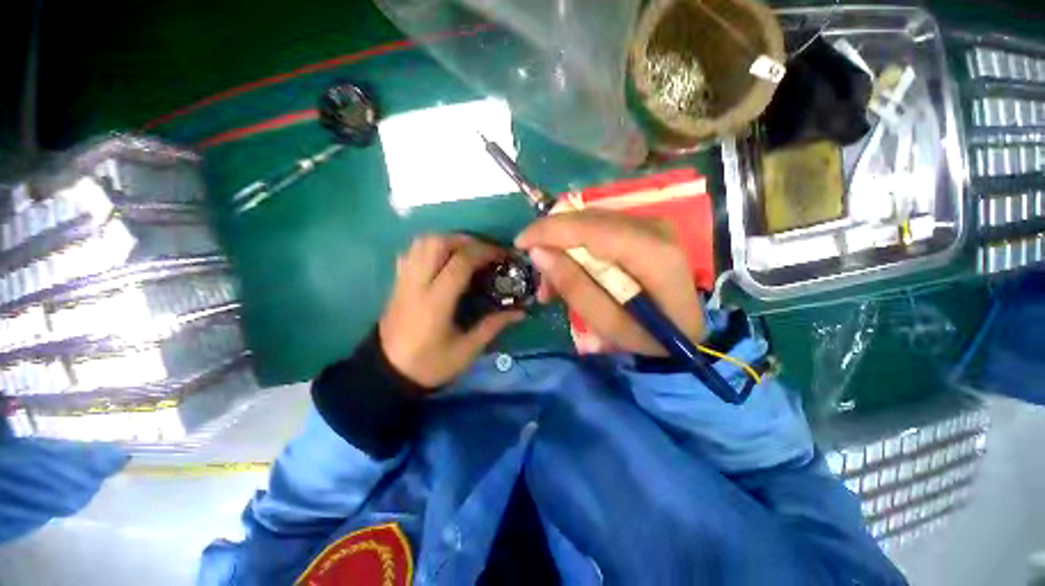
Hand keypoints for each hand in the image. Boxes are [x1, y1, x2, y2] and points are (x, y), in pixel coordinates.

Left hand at [380, 235, 524, 388]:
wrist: (387, 374)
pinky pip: (411, 252)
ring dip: (448, 240)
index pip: (460, 263)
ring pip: (421, 242)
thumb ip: (493, 326)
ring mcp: (403, 281)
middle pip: (437, 243)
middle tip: (484, 251)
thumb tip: (520, 312)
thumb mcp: (466, 350)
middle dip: (465, 240)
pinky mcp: (397, 283)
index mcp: (435, 302)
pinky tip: (443, 258)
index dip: (484, 252)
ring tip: (467, 251)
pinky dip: (430, 247)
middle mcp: (416, 284)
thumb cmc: (430, 364)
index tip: (502, 255)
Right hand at [515, 209, 703, 355]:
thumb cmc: (649, 336)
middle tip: (540, 277)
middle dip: (553, 242)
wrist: (686, 329)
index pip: (590, 228)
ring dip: (564, 246)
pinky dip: (578, 245)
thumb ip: (574, 287)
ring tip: (554, 282)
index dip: (549, 231)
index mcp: (651, 253)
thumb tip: (538, 253)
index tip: (519, 243)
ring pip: (589, 221)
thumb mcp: (608, 324)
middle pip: (587, 219)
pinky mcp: (643, 227)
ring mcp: (650, 223)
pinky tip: (572, 268)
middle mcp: (653, 227)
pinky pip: (599, 227)